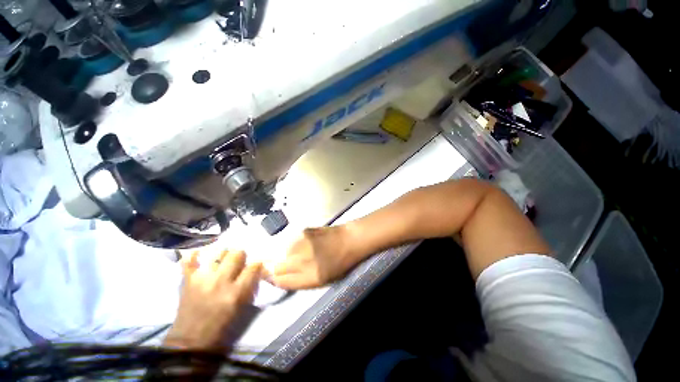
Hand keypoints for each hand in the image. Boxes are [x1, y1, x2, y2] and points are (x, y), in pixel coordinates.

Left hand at [164, 250, 261, 349]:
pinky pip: (189, 260)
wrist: (189, 341)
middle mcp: (220, 281)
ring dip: (223, 255)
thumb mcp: (241, 308)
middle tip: (238, 263)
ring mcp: (202, 279)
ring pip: (218, 252)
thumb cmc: (220, 327)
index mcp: (235, 292)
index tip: (255, 266)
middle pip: (237, 254)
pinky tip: (200, 255)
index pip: (253, 267)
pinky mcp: (187, 280)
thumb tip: (254, 270)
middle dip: (241, 256)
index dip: (257, 265)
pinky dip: (195, 255)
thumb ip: (249, 286)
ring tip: (222, 261)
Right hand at [266, 226, 359, 289]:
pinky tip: (303, 245)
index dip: (275, 280)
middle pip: (277, 267)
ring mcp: (302, 243)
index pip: (281, 281)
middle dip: (276, 269)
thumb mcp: (322, 280)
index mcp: (311, 277)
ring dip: (285, 256)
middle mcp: (304, 260)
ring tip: (298, 254)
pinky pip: (289, 242)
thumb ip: (299, 280)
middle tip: (283, 267)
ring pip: (281, 253)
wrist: (348, 240)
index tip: (274, 278)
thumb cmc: (339, 263)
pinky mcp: (303, 231)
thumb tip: (279, 278)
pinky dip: (291, 246)